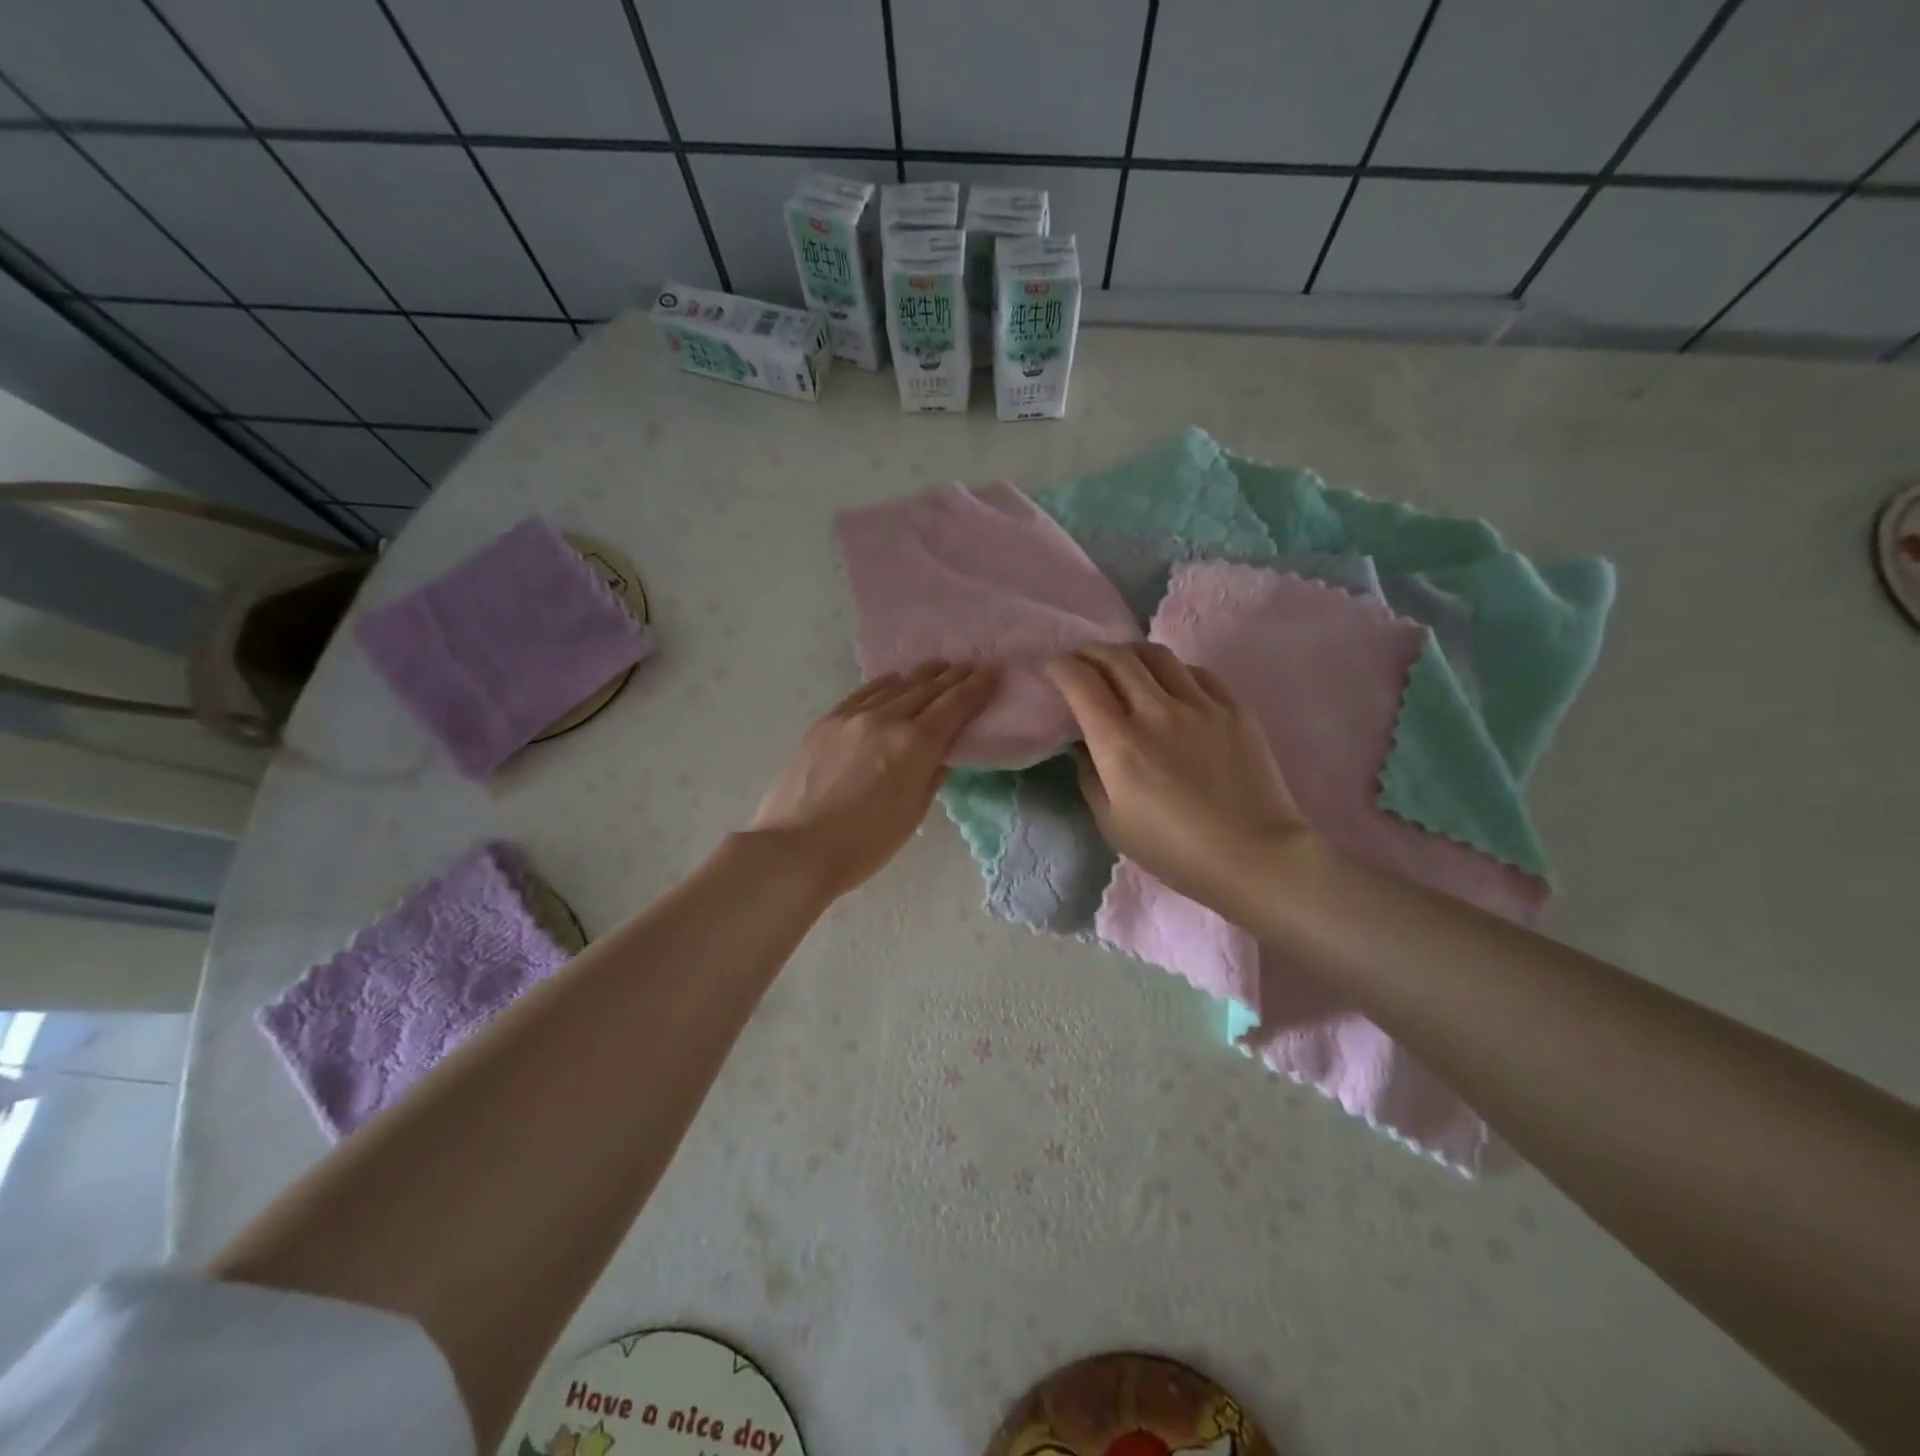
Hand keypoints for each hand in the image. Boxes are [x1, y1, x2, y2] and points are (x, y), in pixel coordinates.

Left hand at [750, 661, 995, 898]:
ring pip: (894, 686)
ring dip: (921, 676)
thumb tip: (938, 754)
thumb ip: (931, 776)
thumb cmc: (864, 844)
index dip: (976, 689)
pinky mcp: (826, 722)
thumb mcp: (912, 814)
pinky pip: (862, 693)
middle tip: (971, 666)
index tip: (992, 673)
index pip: (954, 707)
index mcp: (914, 745)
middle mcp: (885, 719)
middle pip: (926, 689)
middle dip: (952, 677)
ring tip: (938, 667)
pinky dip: (884, 684)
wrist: (796, 847)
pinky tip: (893, 679)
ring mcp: (852, 717)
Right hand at [1045, 643, 1310, 907]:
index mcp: (1119, 743)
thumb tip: (1083, 745)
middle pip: (1116, 657)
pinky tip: (1167, 683)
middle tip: (1081, 660)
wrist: (1253, 856)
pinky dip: (1170, 669)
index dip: (1060, 667)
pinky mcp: (1233, 707)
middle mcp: (1156, 711)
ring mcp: (1199, 704)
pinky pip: (1194, 671)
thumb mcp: (1112, 823)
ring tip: (1122, 663)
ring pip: (1156, 655)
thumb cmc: (1174, 850)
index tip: (1054, 669)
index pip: (1081, 682)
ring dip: (1129, 652)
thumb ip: (1089, 776)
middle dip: (1090, 652)